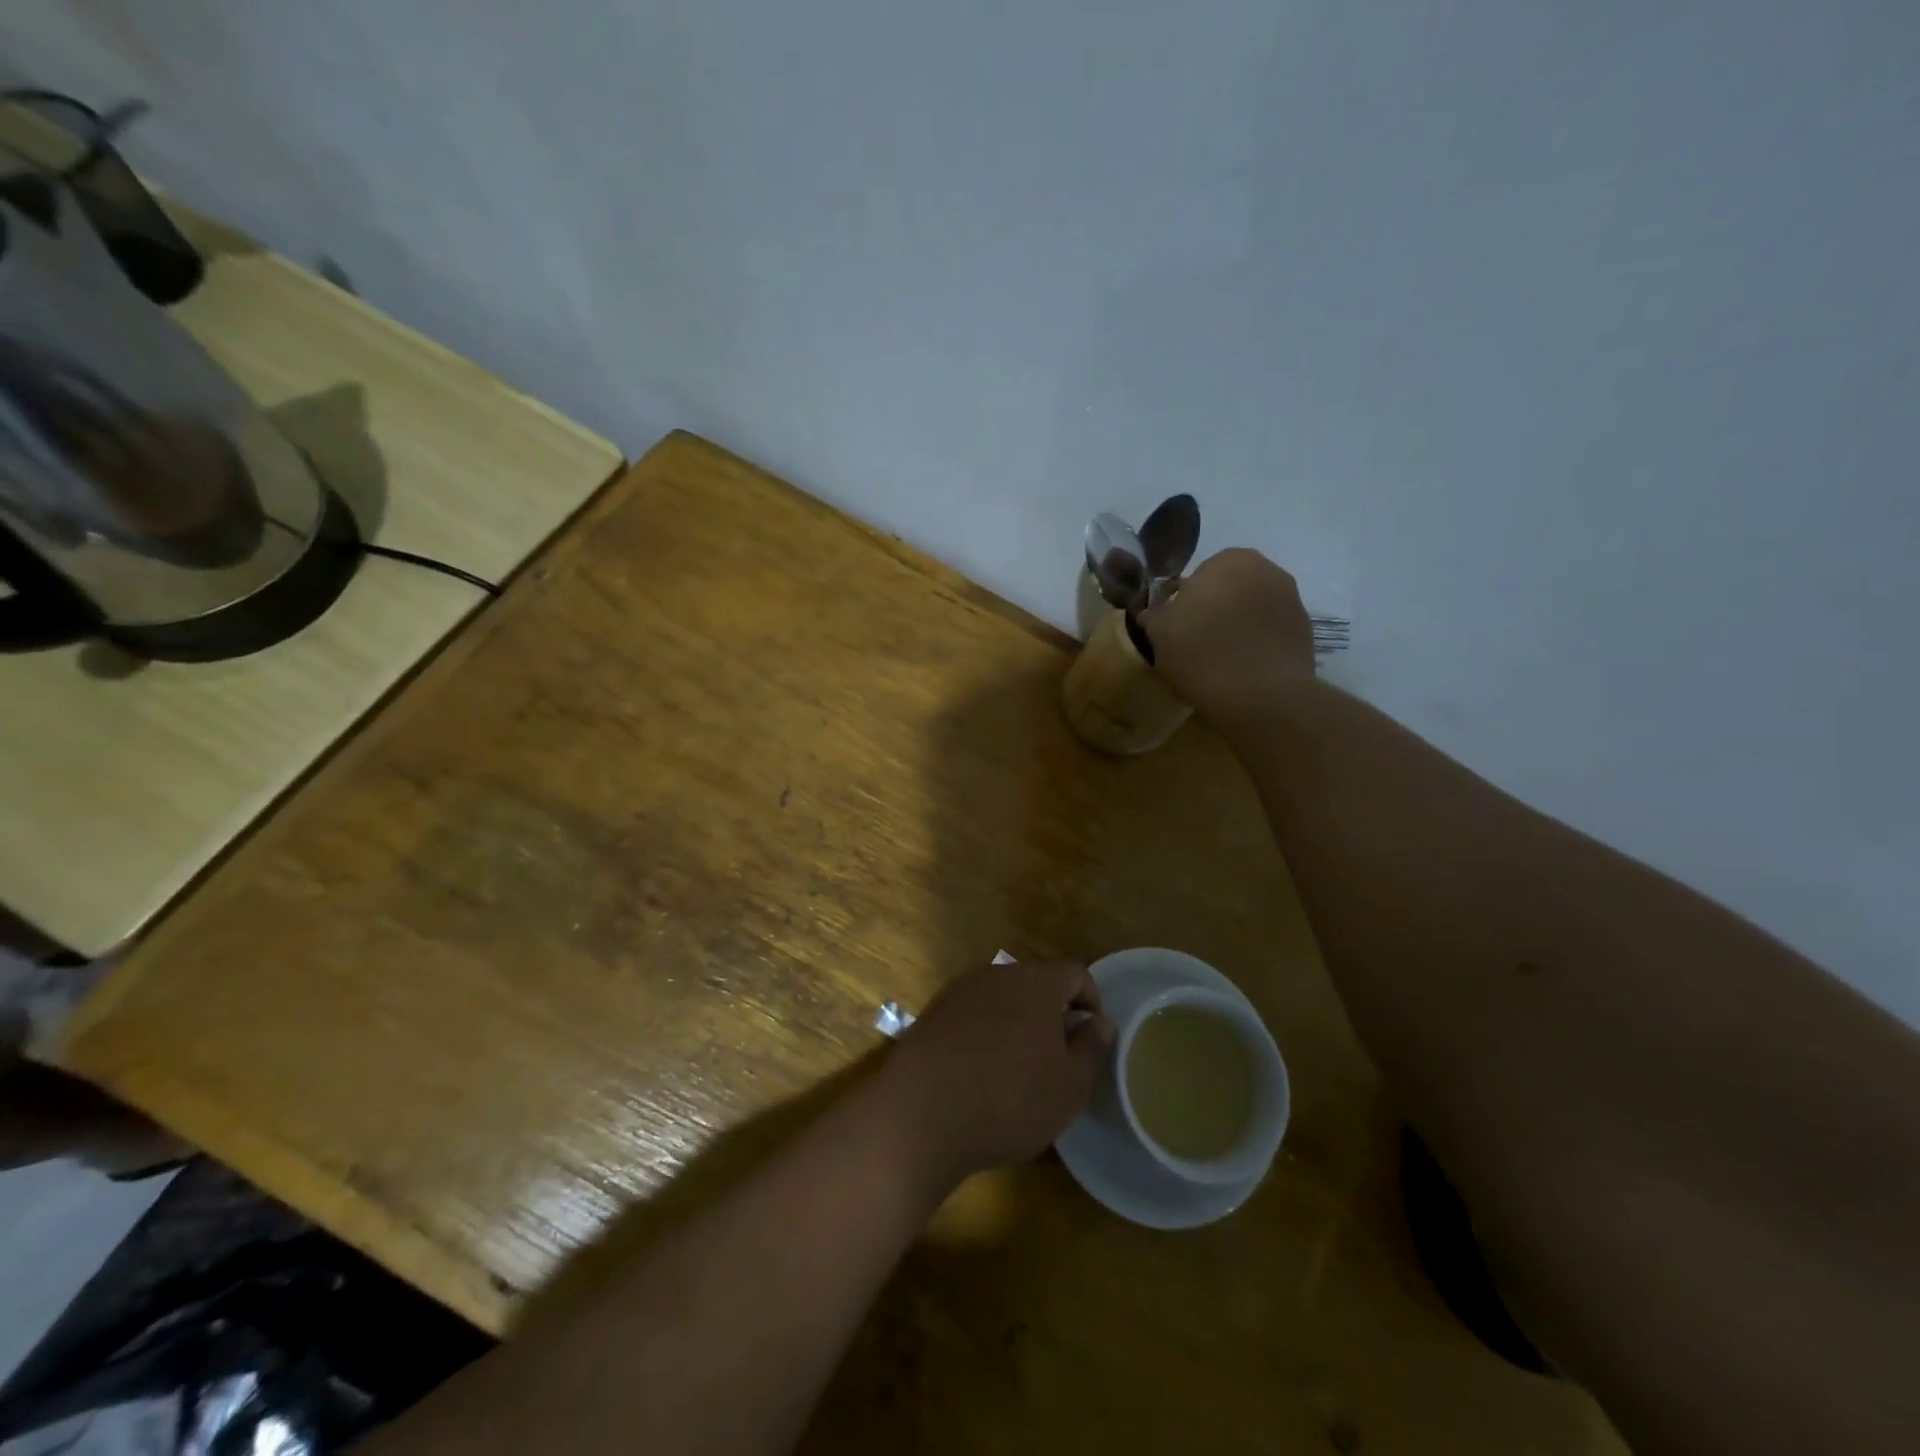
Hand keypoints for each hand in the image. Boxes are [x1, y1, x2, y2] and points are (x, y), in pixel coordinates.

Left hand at [881, 960, 1113, 1187]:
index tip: (1090, 1040)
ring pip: (1003, 998)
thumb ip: (1090, 1048)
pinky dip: (986, 1033)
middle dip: (1053, 1013)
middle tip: (1058, 1059)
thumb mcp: (1069, 1086)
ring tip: (1019, 1070)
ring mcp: (961, 990)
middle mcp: (997, 974)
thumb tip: (1100, 1022)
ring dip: (1018, 1024)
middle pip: (1037, 983)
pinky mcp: (934, 1013)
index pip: (1076, 973)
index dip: (1091, 1002)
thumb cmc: (1009, 1099)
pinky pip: (974, 1014)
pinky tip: (981, 1073)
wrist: (921, 1114)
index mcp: (1036, 982)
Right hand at [1140, 548, 1315, 720]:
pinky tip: (1243, 669)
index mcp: (1229, 559)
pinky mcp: (1305, 631)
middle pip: (1230, 589)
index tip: (1177, 629)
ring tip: (1221, 660)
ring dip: (1237, 626)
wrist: (1262, 696)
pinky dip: (1257, 644)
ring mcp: (1292, 599)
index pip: (1199, 576)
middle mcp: (1267, 569)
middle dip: (1215, 610)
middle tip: (1196, 644)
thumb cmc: (1202, 653)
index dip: (1185, 602)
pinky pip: (1270, 632)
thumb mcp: (1159, 632)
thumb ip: (1155, 613)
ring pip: (1252, 610)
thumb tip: (1156, 612)